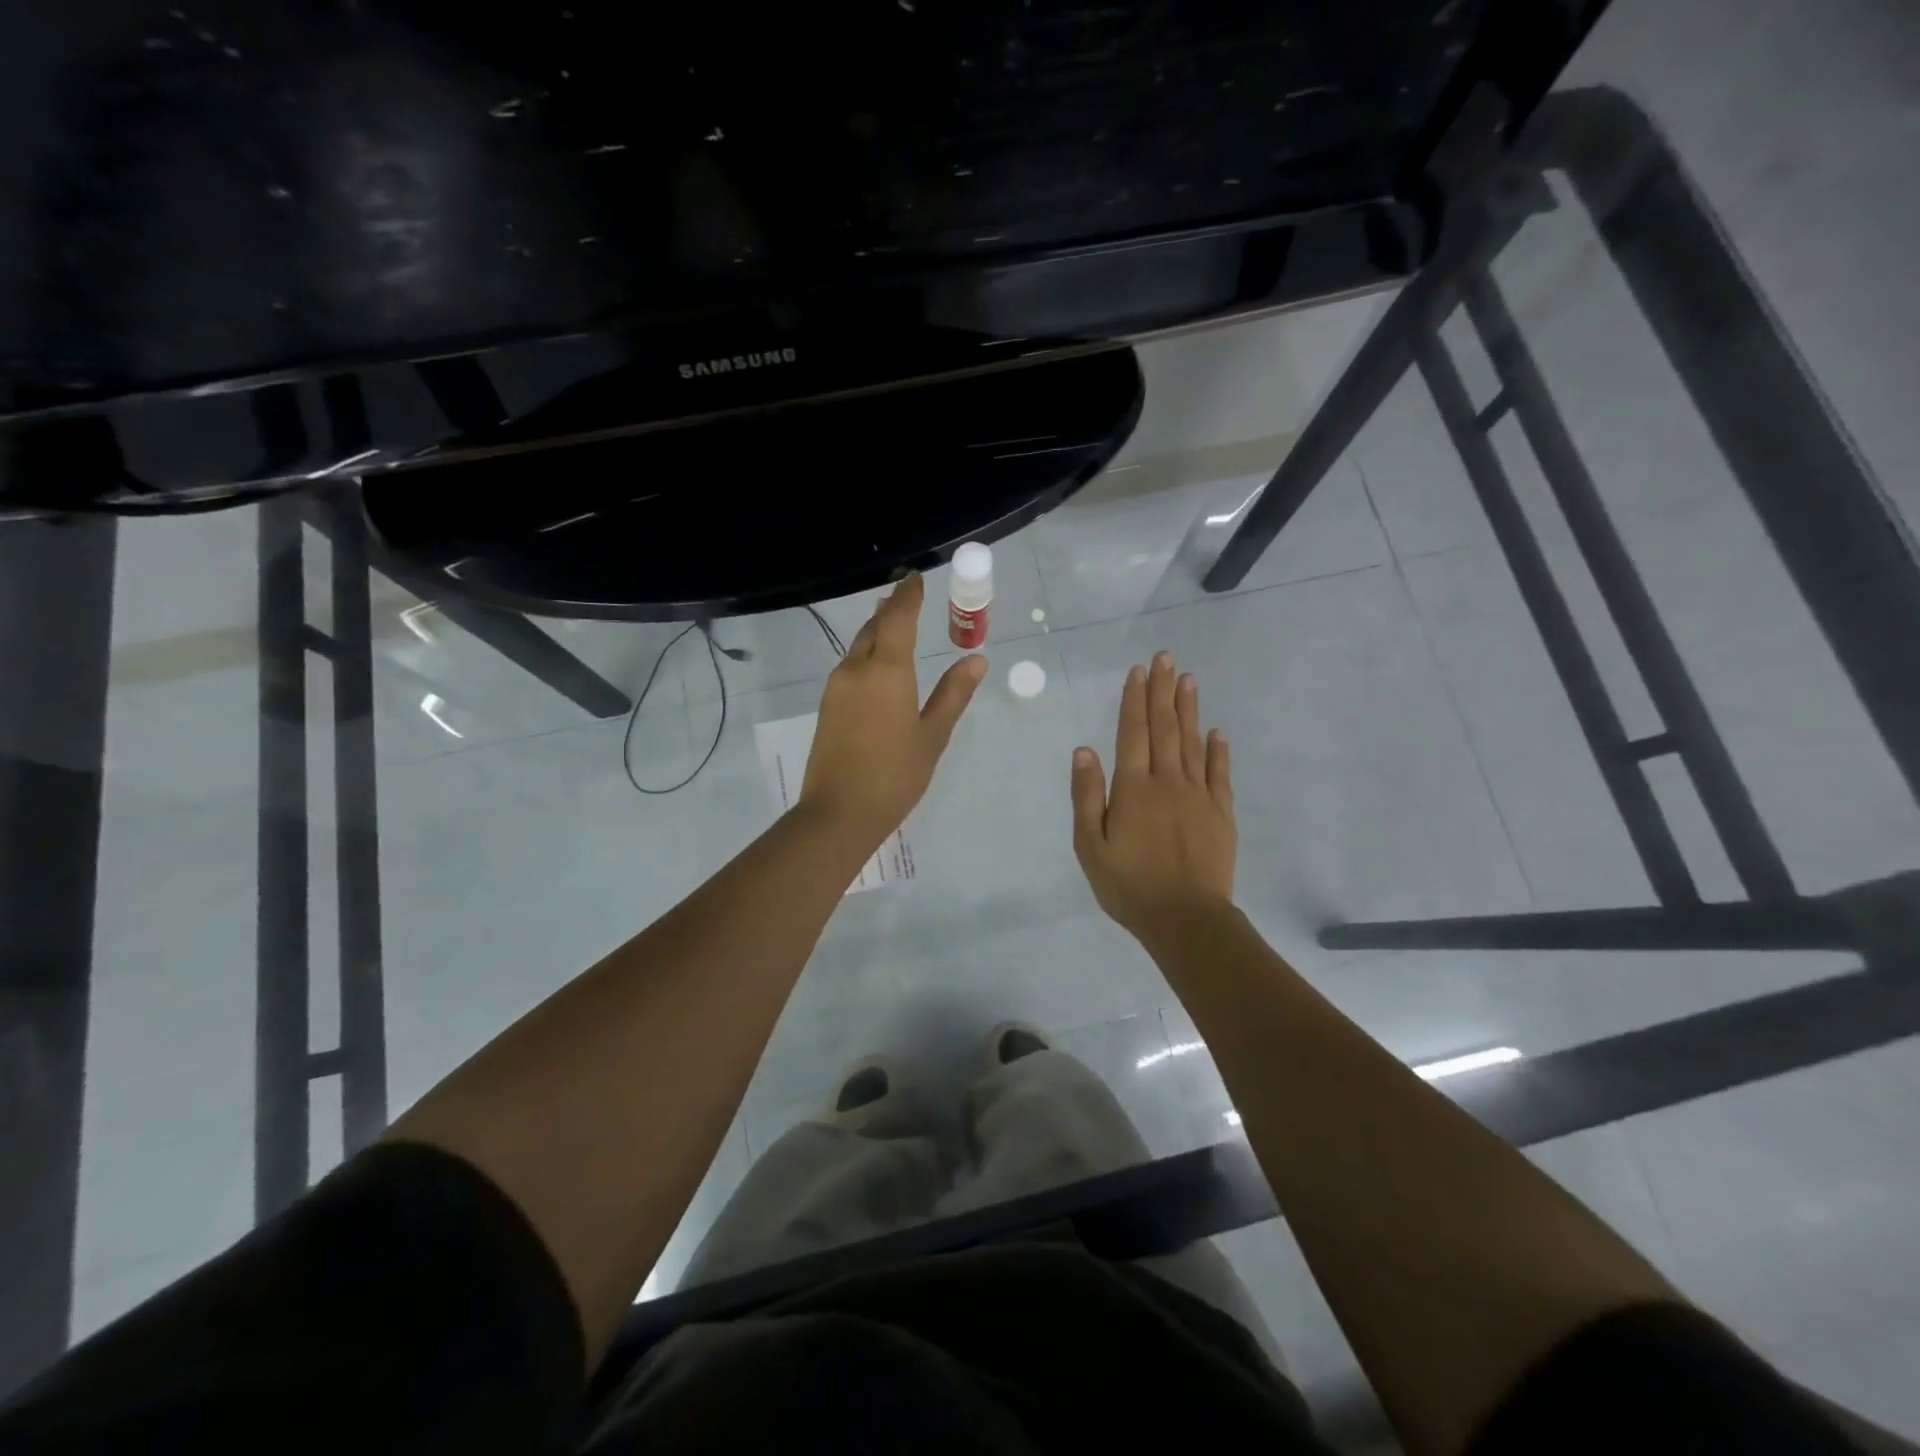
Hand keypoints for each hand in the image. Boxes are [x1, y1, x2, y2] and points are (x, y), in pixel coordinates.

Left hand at [800, 575, 987, 847]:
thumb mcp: (933, 735)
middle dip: (891, 610)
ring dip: (877, 630)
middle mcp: (856, 670)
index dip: (908, 597)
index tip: (916, 579)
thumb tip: (976, 658)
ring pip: (858, 646)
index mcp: (886, 671)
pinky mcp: (828, 706)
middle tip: (908, 597)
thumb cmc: (895, 775)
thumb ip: (953, 693)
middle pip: (873, 627)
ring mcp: (837, 688)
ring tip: (894, 623)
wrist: (839, 813)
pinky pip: (850, 666)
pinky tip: (878, 664)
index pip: (897, 619)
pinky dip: (867, 654)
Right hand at [1071, 652, 1235, 941]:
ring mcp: (1199, 796)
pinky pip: (1219, 774)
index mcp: (1133, 789)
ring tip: (1188, 680)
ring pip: (1192, 743)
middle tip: (1165, 658)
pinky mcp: (1221, 814)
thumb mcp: (1091, 846)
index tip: (1137, 671)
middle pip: (1164, 728)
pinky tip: (1216, 732)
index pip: (1132, 734)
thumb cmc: (1129, 885)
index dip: (1134, 701)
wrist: (1186, 919)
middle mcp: (1168, 782)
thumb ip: (1087, 796)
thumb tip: (1084, 750)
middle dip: (1162, 691)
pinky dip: (1217, 751)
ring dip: (1188, 710)